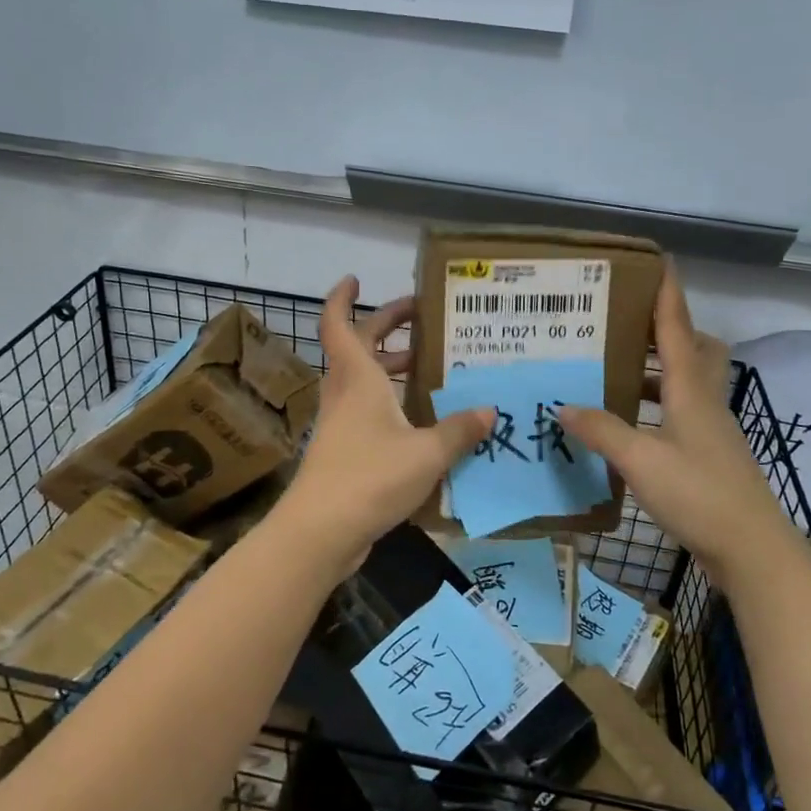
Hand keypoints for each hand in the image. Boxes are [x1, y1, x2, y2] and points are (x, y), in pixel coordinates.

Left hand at [275, 277, 494, 574]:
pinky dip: (389, 403)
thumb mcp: (426, 452)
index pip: (339, 324)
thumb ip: (459, 430)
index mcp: (358, 379)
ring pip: (362, 381)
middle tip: (419, 317)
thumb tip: (489, 411)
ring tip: (427, 365)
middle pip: (357, 347)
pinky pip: (367, 413)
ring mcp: (340, 424)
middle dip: (385, 327)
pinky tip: (420, 419)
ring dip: (389, 366)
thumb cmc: (370, 477)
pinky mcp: (342, 451)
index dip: (342, 298)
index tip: (355, 279)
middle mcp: (345, 394)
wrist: (321, 531)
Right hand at [558, 267, 777, 570]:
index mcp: (690, 390)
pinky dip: (655, 406)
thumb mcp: (641, 461)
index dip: (667, 294)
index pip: (678, 328)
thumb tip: (563, 405)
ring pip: (686, 382)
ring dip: (657, 370)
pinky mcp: (708, 456)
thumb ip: (602, 430)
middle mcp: (704, 401)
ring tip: (615, 370)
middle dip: (666, 330)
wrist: (751, 549)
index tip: (657, 261)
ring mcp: (710, 430)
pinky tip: (628, 424)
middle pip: (694, 349)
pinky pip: (680, 413)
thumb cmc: (698, 494)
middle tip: (626, 325)